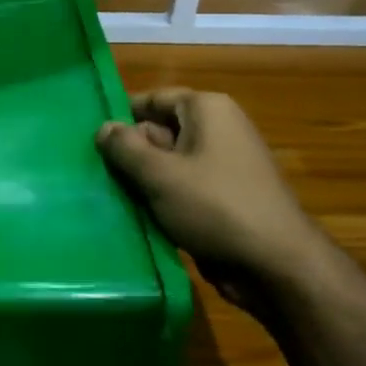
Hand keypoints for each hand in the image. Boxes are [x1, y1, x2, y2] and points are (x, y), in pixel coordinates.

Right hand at [96, 88, 325, 303]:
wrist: (276, 266)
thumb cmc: (216, 207)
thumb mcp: (160, 174)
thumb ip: (125, 148)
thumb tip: (103, 127)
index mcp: (207, 110)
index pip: (153, 99)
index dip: (121, 115)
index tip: (88, 137)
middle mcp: (217, 130)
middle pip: (159, 131)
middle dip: (129, 153)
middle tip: (92, 173)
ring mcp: (222, 166)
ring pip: (168, 164)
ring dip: (142, 181)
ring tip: (106, 196)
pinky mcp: (223, 198)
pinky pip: (182, 189)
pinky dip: (161, 200)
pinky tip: (135, 217)